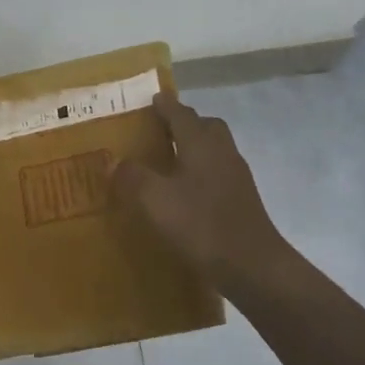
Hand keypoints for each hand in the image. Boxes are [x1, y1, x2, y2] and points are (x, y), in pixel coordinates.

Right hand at [115, 91, 293, 293]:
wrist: (251, 266)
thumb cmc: (200, 224)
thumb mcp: (154, 200)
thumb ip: (132, 177)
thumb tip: (113, 161)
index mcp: (201, 144)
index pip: (181, 114)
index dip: (166, 106)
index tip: (153, 99)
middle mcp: (222, 153)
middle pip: (206, 127)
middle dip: (186, 123)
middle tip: (162, 131)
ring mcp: (237, 177)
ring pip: (215, 150)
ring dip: (195, 148)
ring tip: (169, 162)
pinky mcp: (242, 200)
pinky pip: (218, 173)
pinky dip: (202, 173)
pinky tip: (186, 193)